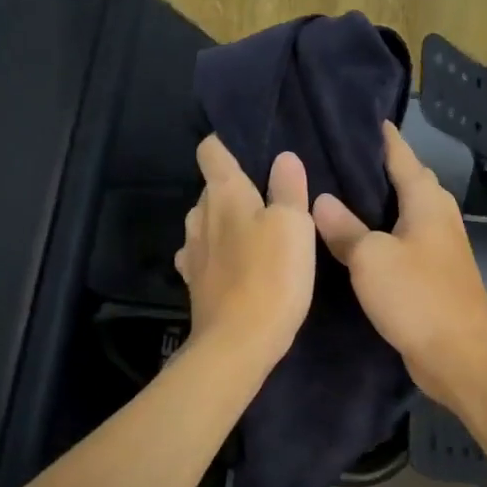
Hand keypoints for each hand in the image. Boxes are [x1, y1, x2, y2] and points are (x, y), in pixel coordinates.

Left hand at [175, 136, 316, 367]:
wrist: (238, 343)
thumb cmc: (272, 274)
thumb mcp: (294, 224)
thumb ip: (289, 187)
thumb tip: (283, 157)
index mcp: (223, 192)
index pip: (211, 150)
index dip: (225, 143)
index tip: (247, 147)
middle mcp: (200, 214)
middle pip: (212, 186)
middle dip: (235, 186)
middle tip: (269, 195)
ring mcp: (192, 249)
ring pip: (208, 220)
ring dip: (227, 221)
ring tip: (256, 231)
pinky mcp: (194, 281)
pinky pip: (204, 253)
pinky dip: (218, 251)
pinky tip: (237, 263)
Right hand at [312, 122, 486, 408]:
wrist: (460, 357)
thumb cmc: (418, 296)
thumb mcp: (371, 258)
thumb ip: (345, 228)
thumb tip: (321, 200)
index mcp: (427, 201)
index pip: (403, 156)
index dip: (384, 138)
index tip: (363, 119)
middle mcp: (438, 216)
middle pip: (407, 181)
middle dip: (379, 167)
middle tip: (337, 157)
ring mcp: (439, 246)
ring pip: (404, 212)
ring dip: (378, 202)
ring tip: (339, 193)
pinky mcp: (433, 274)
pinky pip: (403, 239)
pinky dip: (381, 231)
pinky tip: (355, 239)